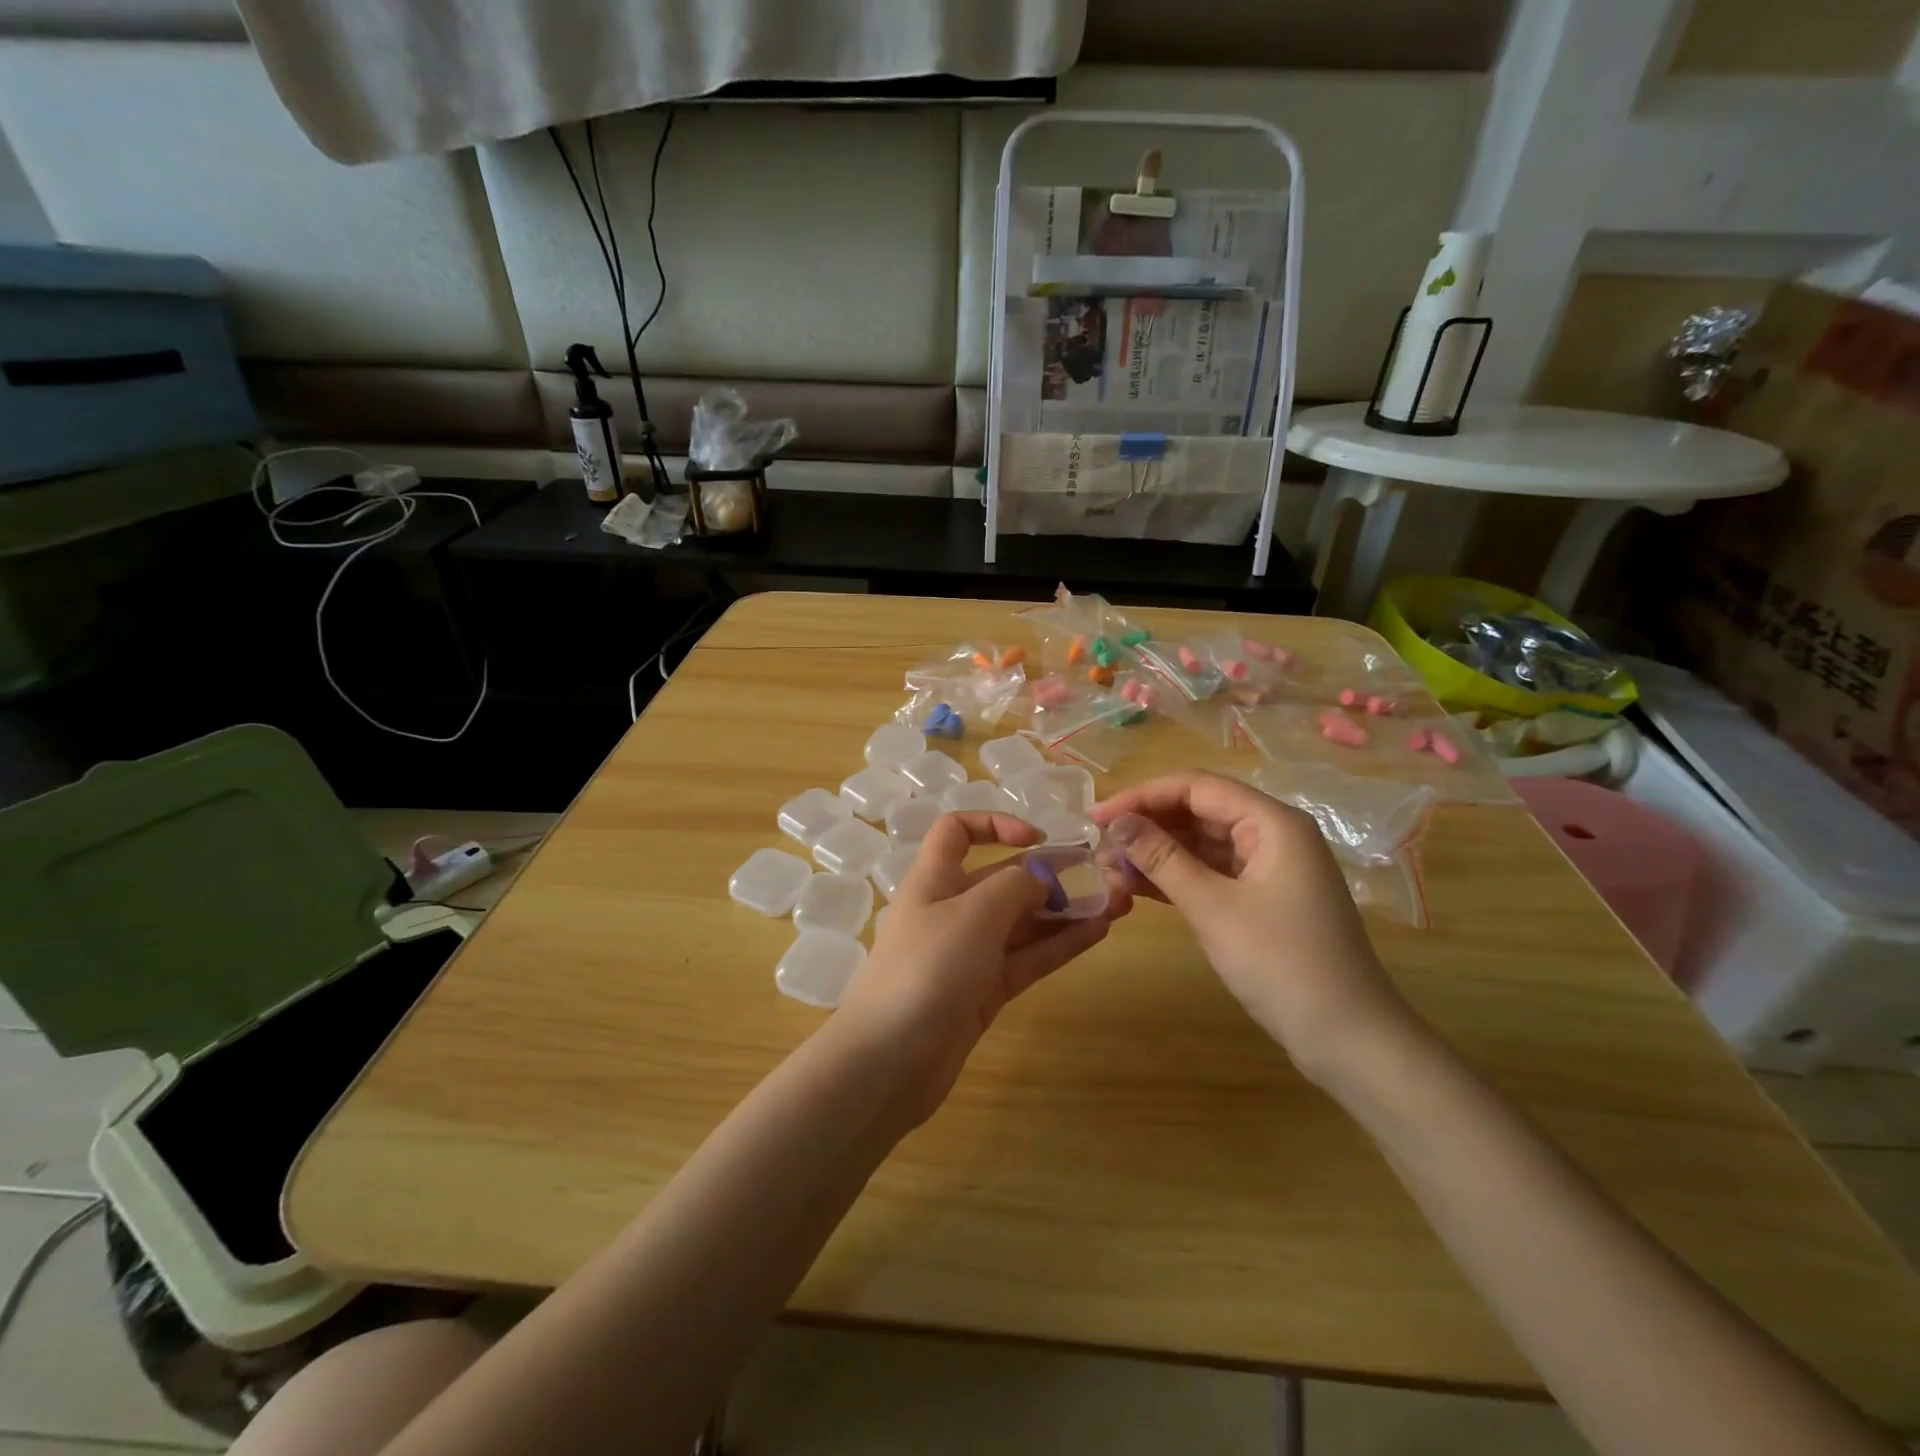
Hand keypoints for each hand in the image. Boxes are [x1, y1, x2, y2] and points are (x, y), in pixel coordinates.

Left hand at [834, 811, 1125, 1123]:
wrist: (888, 1063)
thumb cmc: (927, 969)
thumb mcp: (973, 914)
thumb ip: (1014, 886)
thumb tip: (1041, 877)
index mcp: (934, 880)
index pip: (957, 832)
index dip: (996, 825)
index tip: (1039, 838)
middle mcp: (950, 911)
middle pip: (1001, 879)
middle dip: (1048, 873)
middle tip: (1102, 875)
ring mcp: (968, 954)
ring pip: (1021, 922)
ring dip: (1064, 910)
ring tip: (1114, 903)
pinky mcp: (983, 993)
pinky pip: (1026, 958)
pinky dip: (1059, 944)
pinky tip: (1098, 933)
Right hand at [1091, 772, 1413, 1079]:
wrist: (1349, 1040)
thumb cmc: (1282, 964)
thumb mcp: (1213, 908)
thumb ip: (1161, 859)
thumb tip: (1116, 823)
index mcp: (1272, 822)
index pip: (1196, 787)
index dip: (1142, 796)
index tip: (1097, 818)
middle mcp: (1273, 834)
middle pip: (1199, 811)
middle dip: (1147, 826)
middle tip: (1099, 847)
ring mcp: (1269, 868)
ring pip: (1202, 844)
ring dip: (1157, 853)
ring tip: (1110, 869)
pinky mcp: (1263, 898)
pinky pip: (1212, 873)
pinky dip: (1176, 877)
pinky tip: (1137, 887)